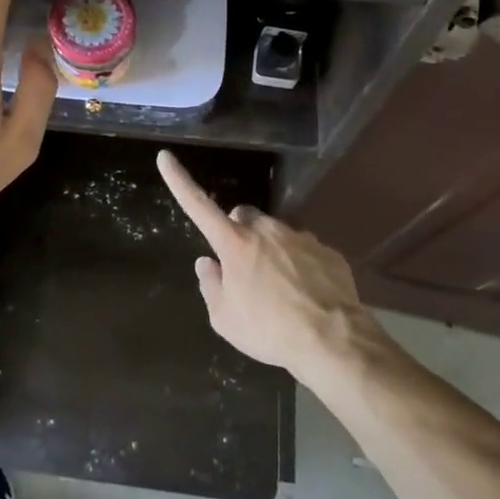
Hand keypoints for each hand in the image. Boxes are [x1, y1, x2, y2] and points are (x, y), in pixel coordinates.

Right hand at [157, 149, 375, 378]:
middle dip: (239, 233)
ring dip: (272, 252)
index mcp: (234, 243)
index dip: (179, 181)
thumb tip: (208, 262)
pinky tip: (306, 295)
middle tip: (244, 269)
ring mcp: (300, 237)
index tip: (165, 157)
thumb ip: (210, 285)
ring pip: (276, 234)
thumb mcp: (225, 319)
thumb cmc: (269, 331)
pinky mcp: (327, 251)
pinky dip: (300, 266)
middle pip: (243, 217)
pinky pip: (305, 251)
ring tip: (281, 292)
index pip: (198, 205)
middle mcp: (266, 230)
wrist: (334, 341)